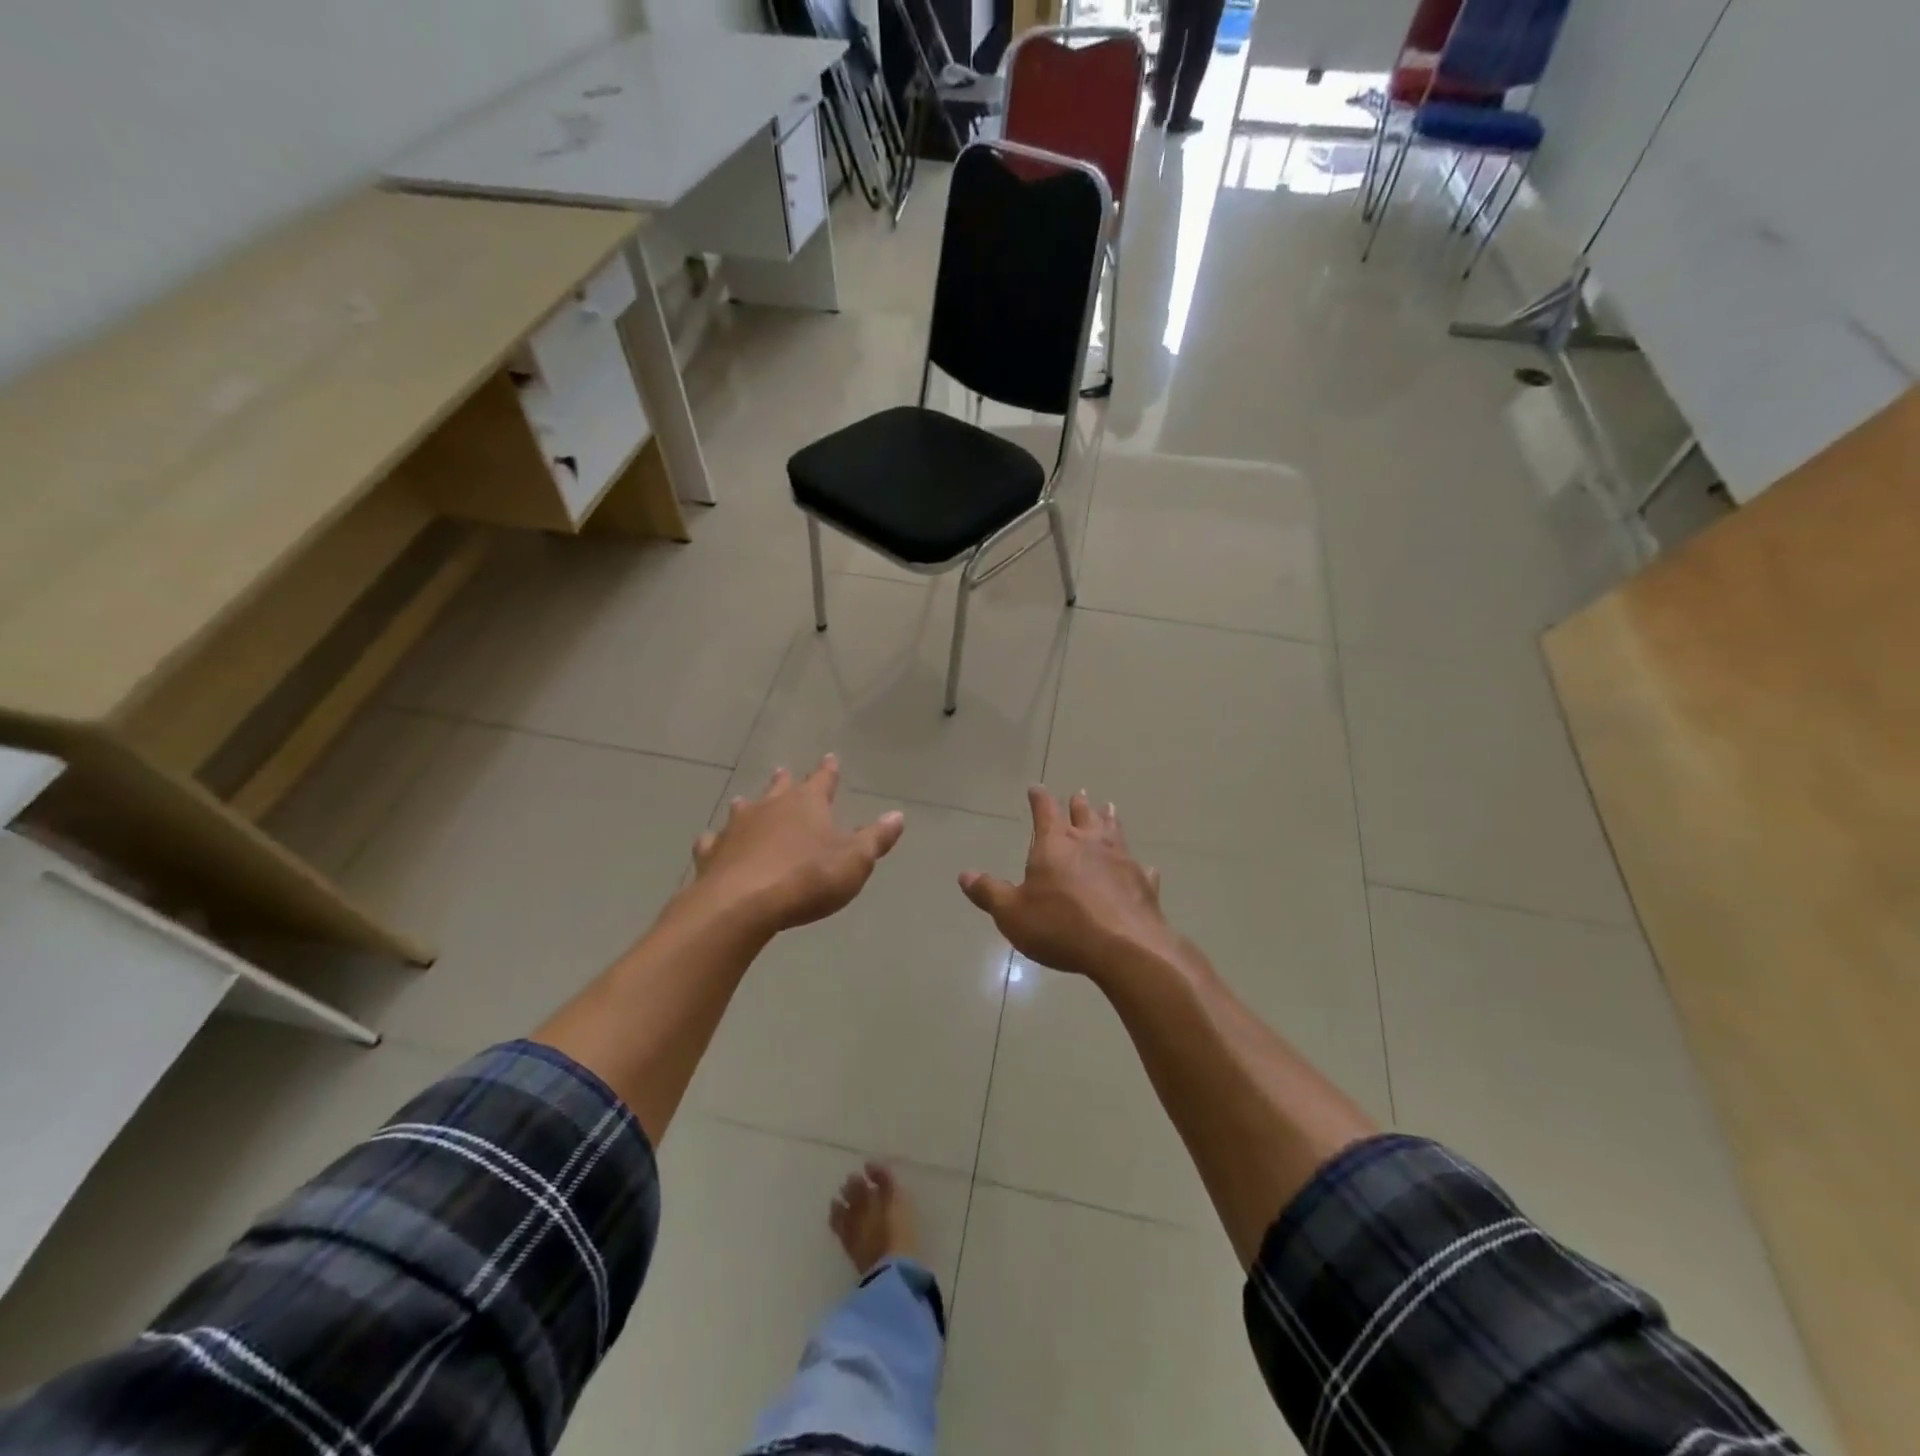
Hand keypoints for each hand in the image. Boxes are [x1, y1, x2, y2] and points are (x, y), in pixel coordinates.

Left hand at [690, 756, 905, 933]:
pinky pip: (713, 841)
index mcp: (807, 804)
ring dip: (748, 806)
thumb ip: (876, 838)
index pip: (822, 780)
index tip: (830, 758)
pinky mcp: (712, 853)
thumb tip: (897, 816)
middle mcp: (770, 807)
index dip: (828, 770)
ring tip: (745, 802)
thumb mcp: (855, 861)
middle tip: (783, 772)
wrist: (742, 904)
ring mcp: (736, 828)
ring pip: (742, 809)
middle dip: (785, 781)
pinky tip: (713, 844)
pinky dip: (717, 841)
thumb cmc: (807, 878)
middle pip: (779, 788)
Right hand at [958, 788, 1183, 983]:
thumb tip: (964, 875)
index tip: (1036, 788)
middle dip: (1078, 804)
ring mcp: (1121, 860)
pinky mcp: (1144, 883)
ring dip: (1109, 818)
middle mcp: (1089, 843)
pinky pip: (1141, 868)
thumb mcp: (1012, 913)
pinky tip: (1144, 867)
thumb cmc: (1060, 925)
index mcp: (1055, 844)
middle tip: (1079, 793)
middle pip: (1083, 815)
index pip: (1044, 811)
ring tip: (1109, 807)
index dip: (1039, 799)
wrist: (1124, 947)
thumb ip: (989, 892)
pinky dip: (1138, 865)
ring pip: (1114, 831)